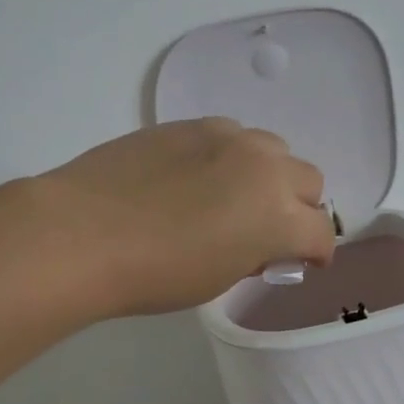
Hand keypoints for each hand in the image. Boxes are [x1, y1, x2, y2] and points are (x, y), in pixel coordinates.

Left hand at [34, 119, 335, 318]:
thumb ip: (255, 254)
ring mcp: (227, 138)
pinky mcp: (190, 124)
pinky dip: (230, 157)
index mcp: (278, 215)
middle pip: (309, 181)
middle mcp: (264, 167)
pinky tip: (196, 177)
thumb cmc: (154, 274)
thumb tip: (260, 243)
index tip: (300, 262)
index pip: (321, 232)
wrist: (82, 233)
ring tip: (233, 197)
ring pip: (273, 150)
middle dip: (298, 208)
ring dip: (267, 175)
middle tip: (267, 230)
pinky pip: (230, 136)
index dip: (315, 252)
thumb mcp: (219, 278)